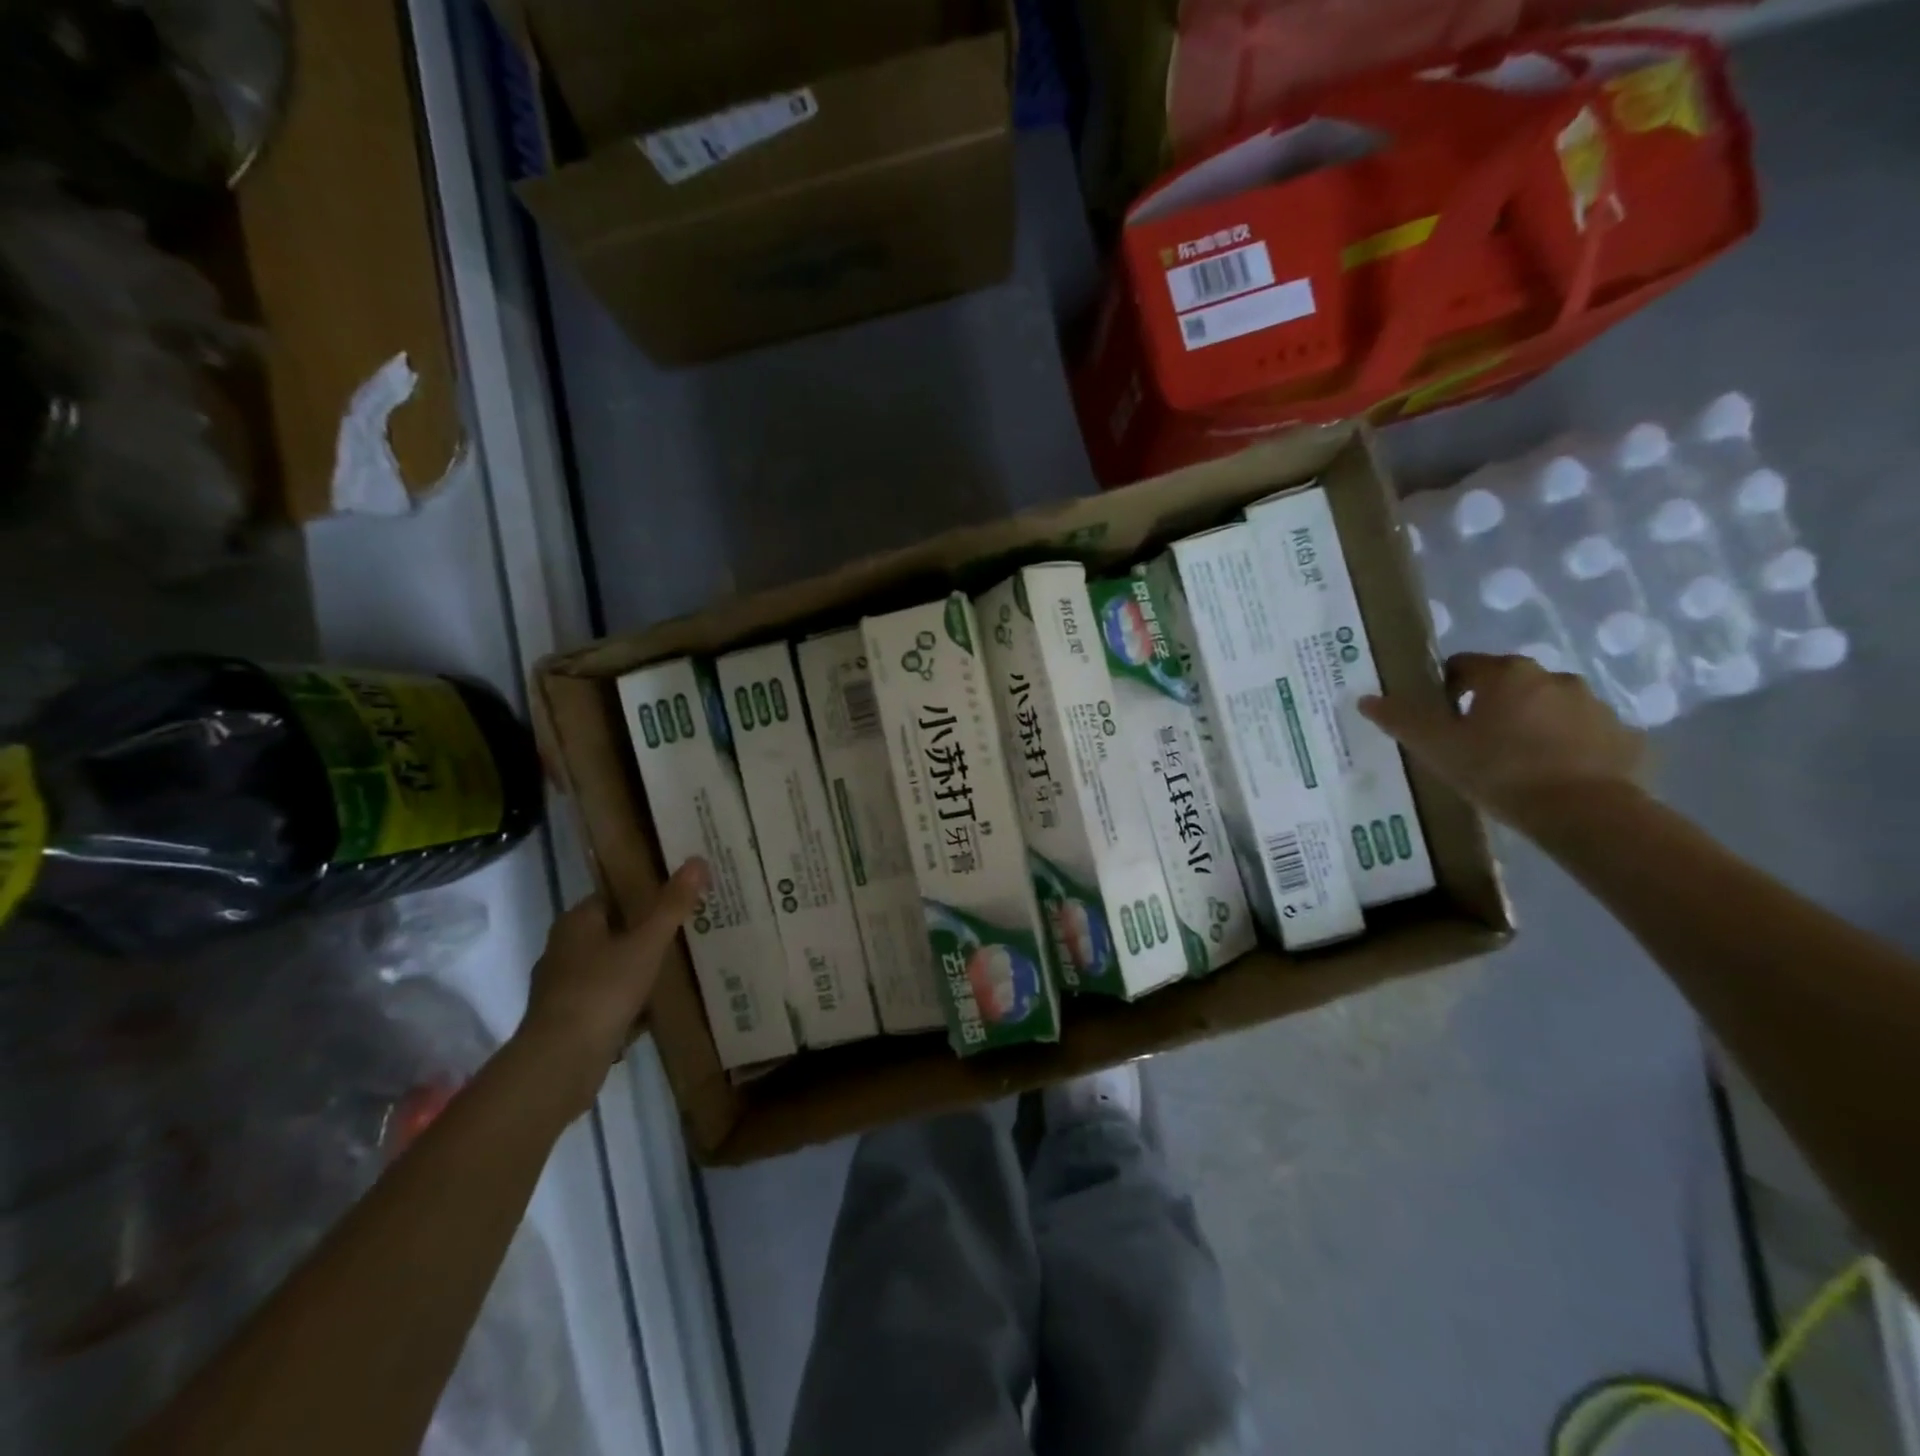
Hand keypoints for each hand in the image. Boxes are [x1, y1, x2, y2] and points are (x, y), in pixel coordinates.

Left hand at [516, 859, 708, 1115]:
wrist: (561, 1061)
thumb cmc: (603, 989)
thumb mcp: (646, 943)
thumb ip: (672, 905)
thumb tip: (698, 860)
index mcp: (576, 922)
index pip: (612, 896)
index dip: (644, 894)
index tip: (677, 897)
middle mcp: (563, 949)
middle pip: (612, 931)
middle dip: (644, 932)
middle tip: (685, 931)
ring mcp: (562, 987)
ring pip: (609, 967)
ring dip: (636, 968)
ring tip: (676, 968)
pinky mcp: (568, 1020)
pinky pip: (606, 999)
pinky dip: (627, 1000)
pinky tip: (654, 1008)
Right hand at [1359, 653, 1647, 830]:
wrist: (1586, 812)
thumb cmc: (1500, 770)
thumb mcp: (1437, 748)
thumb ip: (1402, 720)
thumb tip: (1366, 699)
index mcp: (1506, 674)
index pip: (1464, 665)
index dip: (1445, 689)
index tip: (1439, 718)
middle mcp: (1554, 678)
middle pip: (1509, 684)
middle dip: (1490, 706)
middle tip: (1472, 744)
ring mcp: (1596, 706)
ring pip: (1549, 708)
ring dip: (1531, 724)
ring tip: (1514, 764)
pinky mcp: (1625, 737)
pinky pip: (1585, 736)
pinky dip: (1568, 748)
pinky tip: (1553, 777)